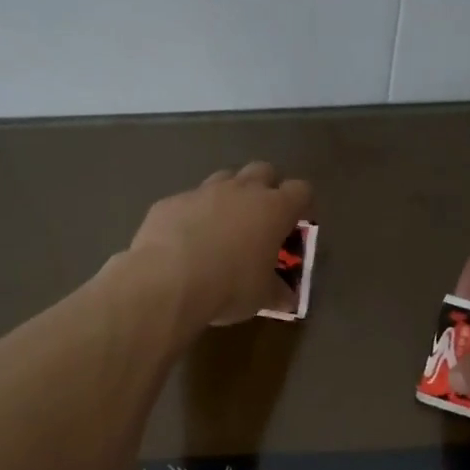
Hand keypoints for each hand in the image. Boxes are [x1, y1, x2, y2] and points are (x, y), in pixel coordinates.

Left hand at [128, 162, 312, 326]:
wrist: (167, 280)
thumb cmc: (229, 286)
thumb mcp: (261, 297)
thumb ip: (277, 292)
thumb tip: (286, 299)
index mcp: (273, 209)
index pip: (301, 190)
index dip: (302, 204)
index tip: (297, 223)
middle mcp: (241, 190)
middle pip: (263, 170)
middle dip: (266, 188)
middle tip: (261, 218)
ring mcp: (203, 192)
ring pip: (224, 179)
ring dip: (229, 196)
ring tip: (223, 226)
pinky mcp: (171, 201)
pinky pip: (188, 201)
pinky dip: (193, 215)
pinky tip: (185, 241)